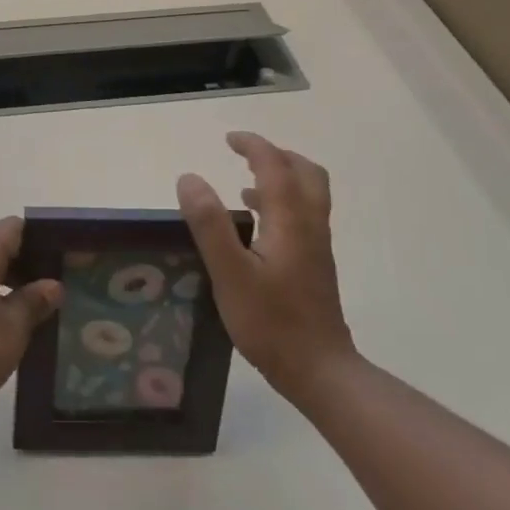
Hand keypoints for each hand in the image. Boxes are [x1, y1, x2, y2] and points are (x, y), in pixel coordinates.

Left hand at [0, 217, 62, 431]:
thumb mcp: (12, 330)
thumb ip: (33, 303)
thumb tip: (52, 285)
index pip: (14, 228)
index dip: (41, 238)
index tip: (65, 258)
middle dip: (28, 267)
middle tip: (59, 290)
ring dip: (8, 289)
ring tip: (38, 314)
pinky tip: (5, 333)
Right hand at [177, 132, 355, 410]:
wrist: (319, 370)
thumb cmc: (271, 322)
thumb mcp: (230, 273)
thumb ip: (209, 224)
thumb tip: (189, 178)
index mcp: (290, 221)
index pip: (275, 167)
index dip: (253, 146)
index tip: (229, 139)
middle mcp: (309, 226)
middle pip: (306, 174)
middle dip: (276, 156)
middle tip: (245, 155)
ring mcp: (316, 247)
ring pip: (308, 196)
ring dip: (281, 178)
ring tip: (245, 183)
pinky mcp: (315, 266)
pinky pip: (303, 217)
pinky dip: (281, 204)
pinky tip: (255, 226)